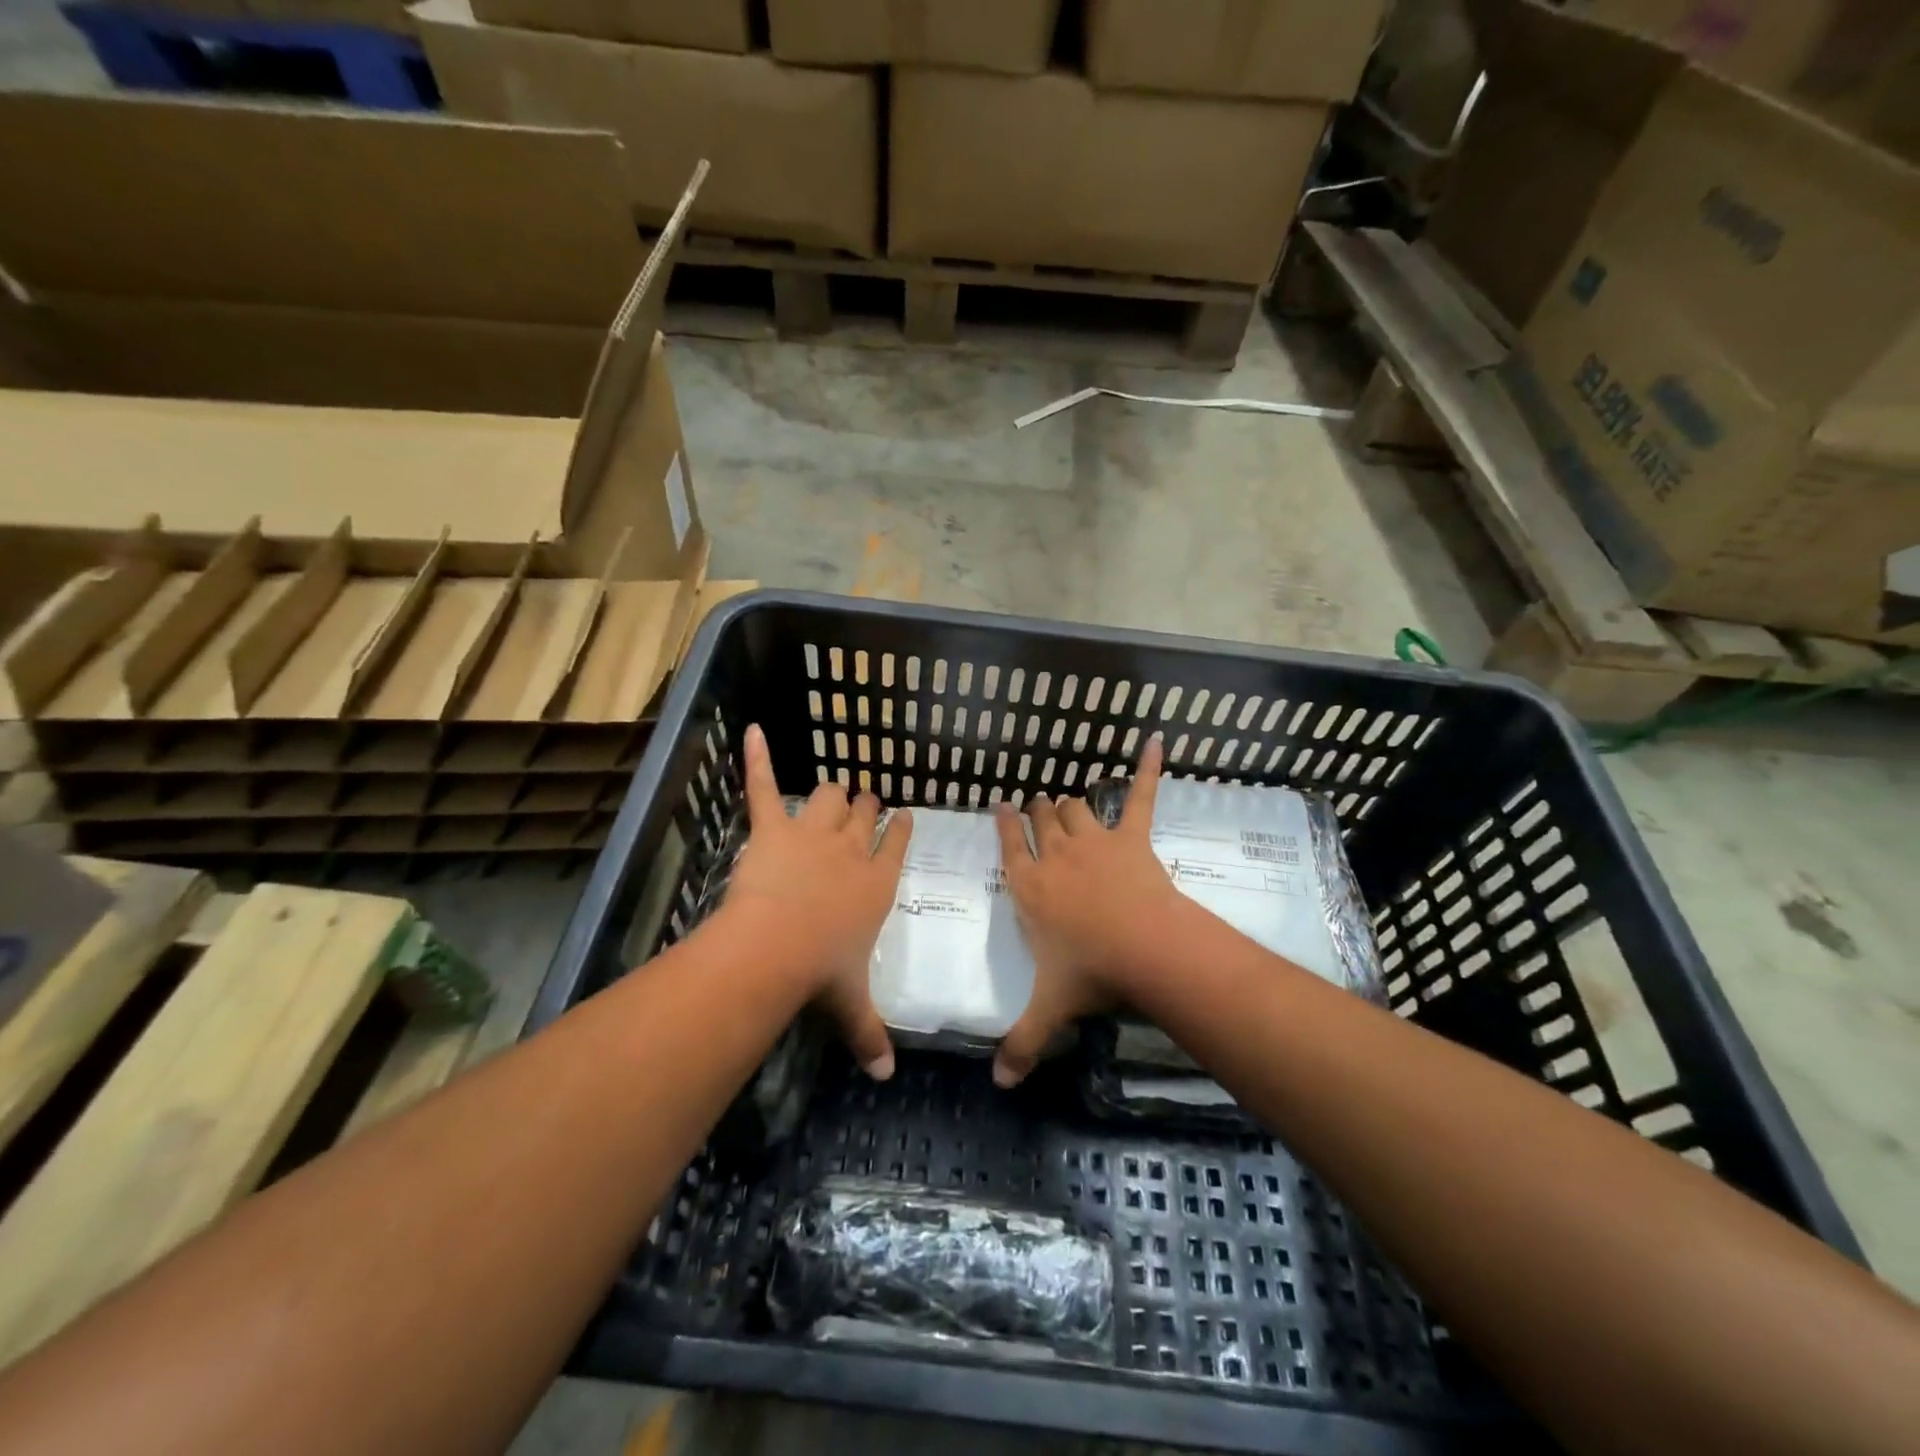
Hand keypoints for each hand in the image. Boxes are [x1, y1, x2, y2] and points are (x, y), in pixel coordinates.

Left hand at [724, 724, 911, 1079]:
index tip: (903, 815)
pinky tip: (751, 729)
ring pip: (830, 796)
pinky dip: (756, 758)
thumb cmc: (823, 972)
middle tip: (865, 804)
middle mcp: (853, 850)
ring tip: (833, 791)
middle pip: (864, 815)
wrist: (778, 947)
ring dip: (832, 793)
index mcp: (878, 883)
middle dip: (866, 807)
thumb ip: (870, 1036)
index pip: (897, 845)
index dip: (901, 828)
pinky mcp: (773, 827)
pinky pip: (763, 785)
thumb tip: (886, 1078)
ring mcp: (813, 833)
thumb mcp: (851, 1006)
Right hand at [991, 738, 1185, 1086]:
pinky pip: (1141, 796)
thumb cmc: (1088, 973)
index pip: (1008, 846)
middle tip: (1037, 807)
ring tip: (1068, 802)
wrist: (1143, 948)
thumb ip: (1021, 1044)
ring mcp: (1094, 840)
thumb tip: (998, 1085)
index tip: (1001, 806)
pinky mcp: (1132, 837)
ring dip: (1070, 803)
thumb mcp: (1049, 1010)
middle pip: (1040, 818)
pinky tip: (1156, 742)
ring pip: (1075, 807)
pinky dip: (1148, 769)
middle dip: (1037, 809)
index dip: (1003, 823)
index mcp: (1028, 886)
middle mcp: (1054, 855)